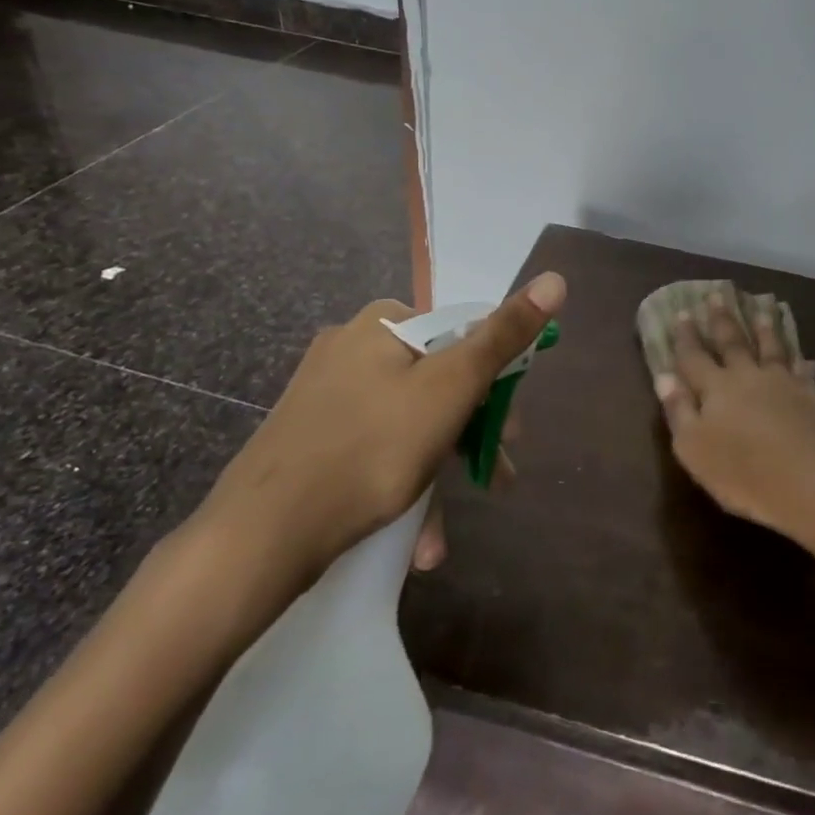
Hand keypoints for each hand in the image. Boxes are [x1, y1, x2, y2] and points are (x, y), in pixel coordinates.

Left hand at [188, 272, 565, 633]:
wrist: (259, 535)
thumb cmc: (371, 450)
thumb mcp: (451, 388)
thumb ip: (503, 336)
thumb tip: (556, 279)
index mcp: (385, 322)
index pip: (464, 337)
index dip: (495, 385)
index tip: (510, 434)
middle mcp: (352, 344)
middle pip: (437, 383)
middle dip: (467, 438)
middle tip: (490, 479)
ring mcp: (325, 391)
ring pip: (406, 423)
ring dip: (434, 476)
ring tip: (438, 535)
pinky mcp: (308, 434)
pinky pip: (373, 447)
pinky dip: (398, 483)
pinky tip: (409, 535)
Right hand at [654, 290, 814, 534]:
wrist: (809, 486)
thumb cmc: (742, 473)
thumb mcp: (694, 448)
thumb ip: (678, 410)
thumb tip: (664, 377)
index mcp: (716, 388)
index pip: (695, 356)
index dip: (686, 337)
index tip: (681, 312)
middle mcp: (748, 376)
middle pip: (732, 342)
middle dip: (722, 319)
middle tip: (717, 295)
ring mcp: (783, 384)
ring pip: (771, 347)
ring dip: (764, 328)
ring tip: (761, 308)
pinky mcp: (811, 398)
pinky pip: (803, 372)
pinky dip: (801, 362)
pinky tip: (805, 357)